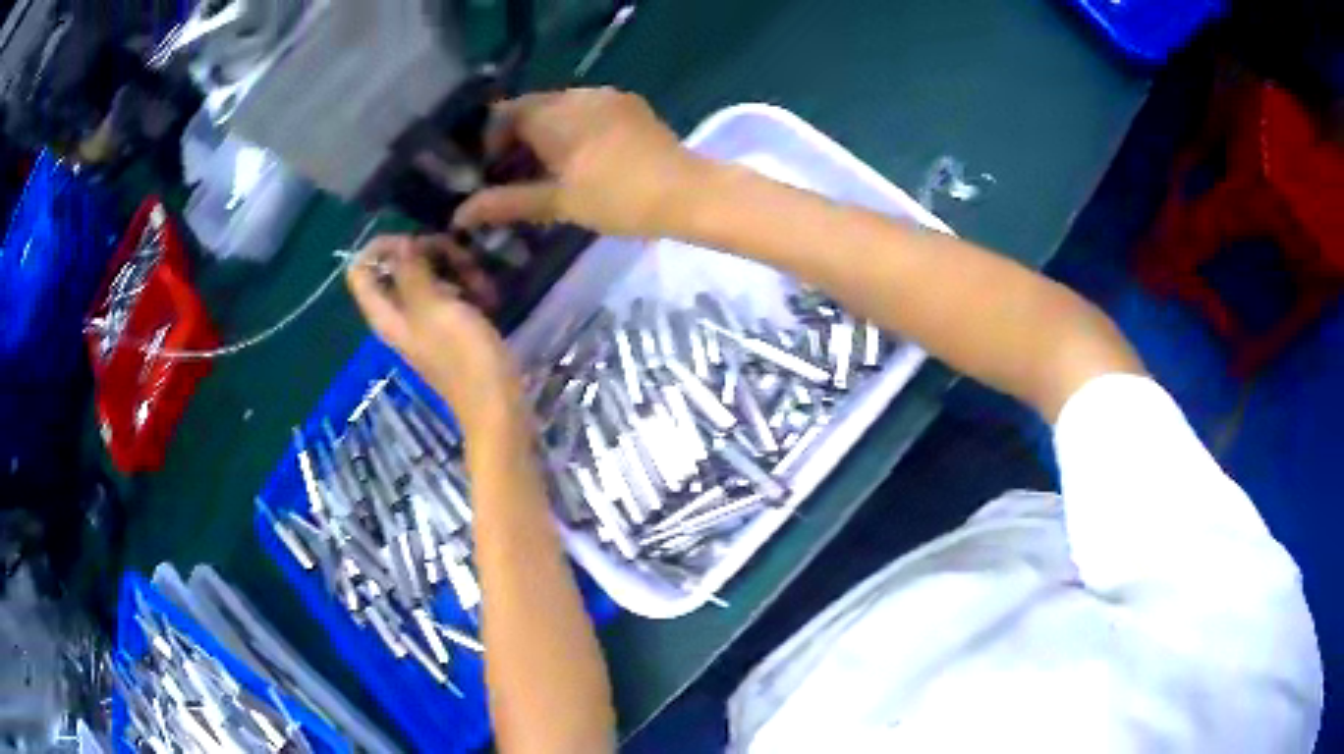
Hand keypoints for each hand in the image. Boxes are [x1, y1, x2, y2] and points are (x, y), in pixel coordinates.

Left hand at [346, 235, 525, 436]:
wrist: (496, 404)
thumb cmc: (462, 356)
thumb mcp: (434, 307)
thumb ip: (411, 271)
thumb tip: (401, 244)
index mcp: (385, 315)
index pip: (360, 272)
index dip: (381, 248)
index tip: (413, 239)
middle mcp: (400, 316)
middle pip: (398, 268)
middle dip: (427, 253)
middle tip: (456, 254)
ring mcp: (426, 322)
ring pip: (428, 277)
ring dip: (453, 268)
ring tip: (480, 279)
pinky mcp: (450, 327)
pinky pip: (449, 294)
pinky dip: (465, 286)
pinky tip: (487, 293)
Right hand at [453, 88, 706, 236]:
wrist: (689, 193)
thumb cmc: (618, 198)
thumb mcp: (558, 203)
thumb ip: (506, 203)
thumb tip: (460, 215)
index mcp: (555, 113)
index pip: (504, 114)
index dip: (490, 143)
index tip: (491, 175)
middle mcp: (578, 94)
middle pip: (532, 109)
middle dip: (517, 141)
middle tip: (515, 178)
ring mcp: (608, 97)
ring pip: (560, 110)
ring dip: (545, 136)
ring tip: (546, 174)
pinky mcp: (630, 106)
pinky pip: (587, 111)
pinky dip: (572, 132)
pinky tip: (580, 162)